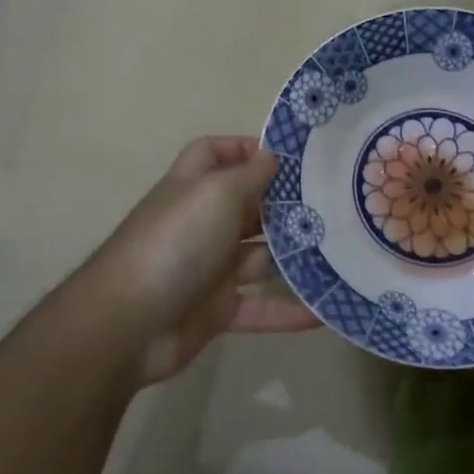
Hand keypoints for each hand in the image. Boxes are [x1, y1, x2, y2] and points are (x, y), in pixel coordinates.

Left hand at [83, 137, 316, 382]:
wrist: (128, 324)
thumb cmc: (176, 242)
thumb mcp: (217, 193)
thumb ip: (251, 174)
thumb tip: (272, 155)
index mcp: (195, 186)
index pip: (217, 153)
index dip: (247, 149)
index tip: (292, 157)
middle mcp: (202, 222)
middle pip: (249, 206)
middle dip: (287, 205)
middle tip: (337, 205)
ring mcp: (209, 267)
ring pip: (261, 257)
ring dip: (296, 257)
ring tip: (344, 252)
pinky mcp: (216, 309)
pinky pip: (259, 306)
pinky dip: (288, 311)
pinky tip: (324, 310)